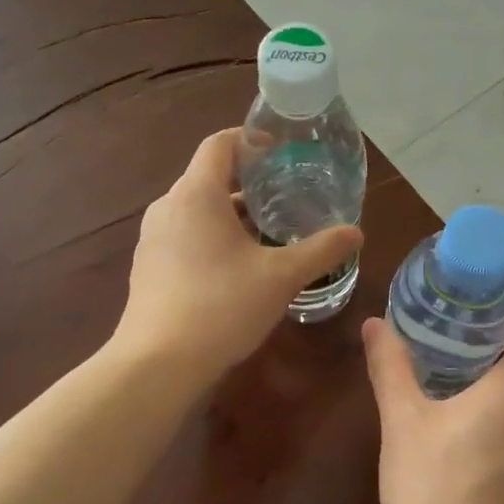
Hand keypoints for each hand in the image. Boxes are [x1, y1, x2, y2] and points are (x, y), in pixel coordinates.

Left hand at [114, 129, 362, 377]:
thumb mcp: (281, 277)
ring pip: (196, 210)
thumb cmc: (222, 307)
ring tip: (267, 234)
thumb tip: (356, 232)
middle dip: (248, 183)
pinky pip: (184, 237)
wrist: (159, 363)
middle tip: (285, 197)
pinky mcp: (147, 267)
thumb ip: (321, 250)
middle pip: (209, 177)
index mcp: (197, 194)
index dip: (251, 140)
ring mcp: (152, 238)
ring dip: (230, 215)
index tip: (281, 153)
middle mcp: (168, 207)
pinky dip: (211, 238)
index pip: (220, 143)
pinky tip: (235, 269)